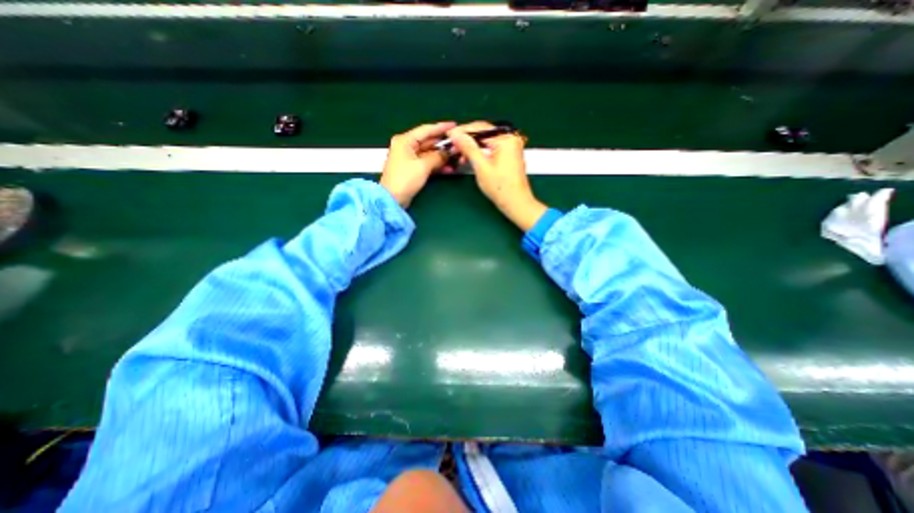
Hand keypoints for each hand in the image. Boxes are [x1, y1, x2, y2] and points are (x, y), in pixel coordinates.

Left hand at [378, 121, 455, 205]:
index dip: (441, 127)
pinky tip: (449, 169)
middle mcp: (406, 146)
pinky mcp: (412, 169)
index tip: (454, 126)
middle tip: (459, 146)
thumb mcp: (423, 166)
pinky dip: (437, 165)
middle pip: (428, 142)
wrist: (393, 199)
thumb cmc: (404, 179)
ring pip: (429, 154)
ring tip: (457, 159)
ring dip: (442, 157)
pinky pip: (427, 163)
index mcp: (405, 140)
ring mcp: (409, 158)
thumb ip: (437, 157)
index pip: (426, 130)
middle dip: (444, 145)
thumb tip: (449, 152)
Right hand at [446, 122, 543, 229]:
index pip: (480, 128)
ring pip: (486, 142)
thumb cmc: (500, 187)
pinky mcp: (509, 155)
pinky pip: (491, 148)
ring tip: (459, 155)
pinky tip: (470, 158)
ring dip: (472, 147)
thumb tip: (455, 134)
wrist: (516, 203)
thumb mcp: (481, 166)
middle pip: (483, 134)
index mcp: (506, 139)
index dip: (462, 131)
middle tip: (452, 146)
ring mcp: (511, 147)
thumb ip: (468, 148)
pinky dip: (480, 153)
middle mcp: (511, 139)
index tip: (449, 135)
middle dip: (466, 140)